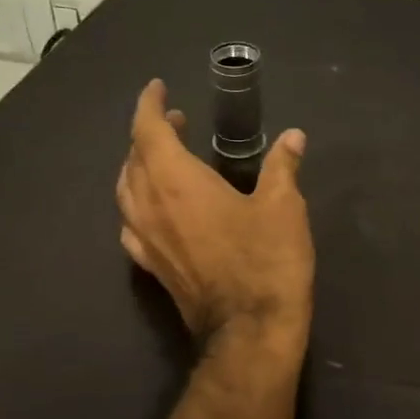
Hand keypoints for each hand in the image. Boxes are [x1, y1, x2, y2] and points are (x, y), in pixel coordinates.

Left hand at [117, 79, 314, 343]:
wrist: (249, 330)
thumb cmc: (266, 260)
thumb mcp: (282, 206)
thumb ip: (282, 166)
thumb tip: (293, 137)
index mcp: (175, 181)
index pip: (147, 130)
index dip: (149, 104)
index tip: (159, 88)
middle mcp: (149, 205)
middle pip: (133, 158)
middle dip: (150, 133)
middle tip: (177, 123)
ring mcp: (145, 239)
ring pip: (126, 191)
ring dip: (140, 166)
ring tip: (164, 159)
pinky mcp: (152, 267)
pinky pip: (131, 223)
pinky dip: (139, 203)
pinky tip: (156, 208)